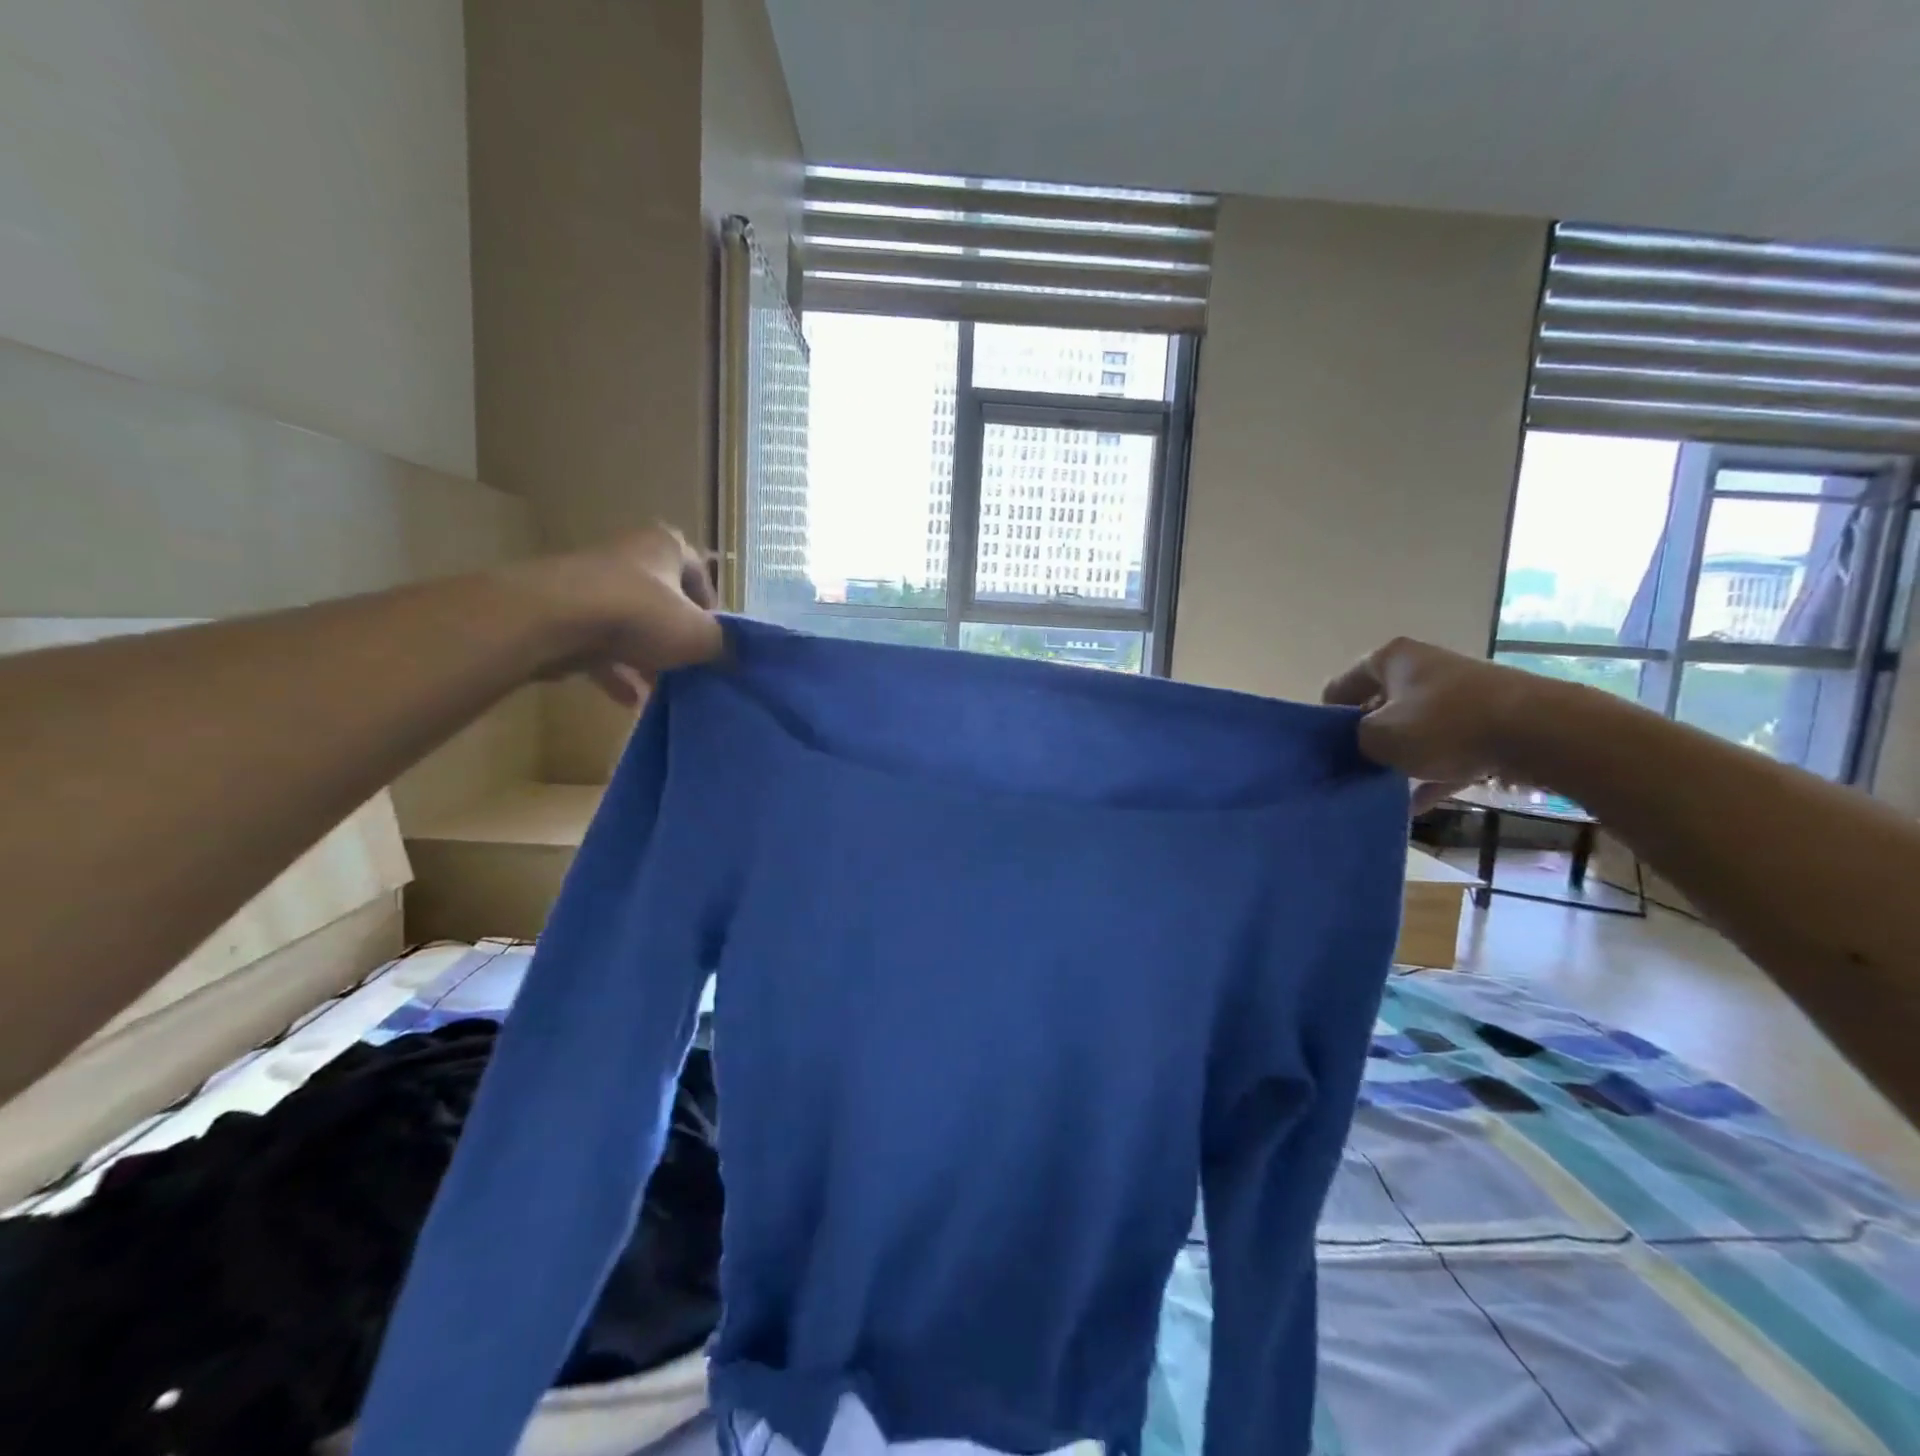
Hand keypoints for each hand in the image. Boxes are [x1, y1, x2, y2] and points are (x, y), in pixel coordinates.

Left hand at [509, 527, 724, 705]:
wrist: (551, 619)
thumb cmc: (639, 615)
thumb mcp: (699, 635)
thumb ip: (723, 646)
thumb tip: (733, 658)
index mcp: (666, 547)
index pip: (702, 575)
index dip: (713, 612)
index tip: (716, 643)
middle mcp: (629, 556)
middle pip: (664, 602)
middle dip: (678, 639)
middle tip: (690, 670)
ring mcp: (591, 584)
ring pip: (630, 625)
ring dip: (647, 658)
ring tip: (661, 690)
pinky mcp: (563, 613)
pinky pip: (598, 644)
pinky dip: (615, 671)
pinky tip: (630, 700)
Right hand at [1322, 638, 1541, 810]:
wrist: (1542, 732)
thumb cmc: (1445, 725)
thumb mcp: (1379, 736)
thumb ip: (1353, 741)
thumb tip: (1355, 746)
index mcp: (1391, 659)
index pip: (1340, 687)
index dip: (1328, 720)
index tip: (1327, 751)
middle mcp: (1423, 668)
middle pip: (1378, 707)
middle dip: (1365, 740)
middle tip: (1352, 772)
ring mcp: (1459, 694)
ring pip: (1413, 730)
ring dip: (1398, 759)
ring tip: (1381, 791)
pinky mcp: (1488, 721)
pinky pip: (1446, 750)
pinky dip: (1431, 774)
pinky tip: (1416, 805)